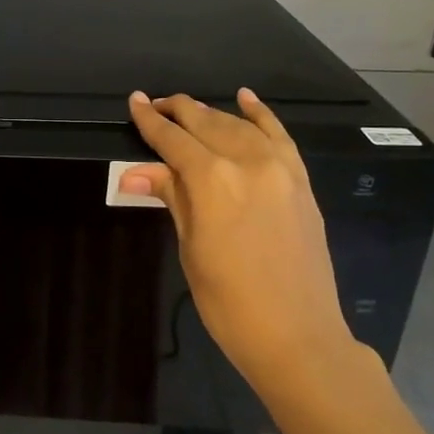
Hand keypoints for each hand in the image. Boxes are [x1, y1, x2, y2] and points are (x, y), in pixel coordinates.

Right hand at [121, 89, 358, 396]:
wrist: (297, 335)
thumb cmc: (229, 302)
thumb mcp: (191, 248)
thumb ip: (172, 198)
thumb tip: (132, 172)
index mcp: (212, 180)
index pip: (173, 140)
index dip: (150, 120)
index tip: (134, 101)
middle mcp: (247, 162)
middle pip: (206, 123)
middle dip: (177, 111)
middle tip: (155, 104)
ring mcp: (280, 169)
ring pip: (239, 125)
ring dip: (211, 113)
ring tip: (188, 108)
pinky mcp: (301, 181)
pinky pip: (279, 135)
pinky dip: (261, 114)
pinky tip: (246, 99)